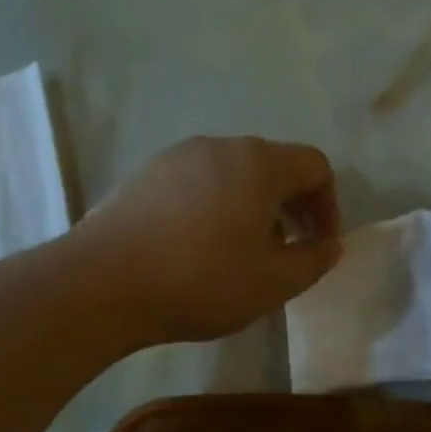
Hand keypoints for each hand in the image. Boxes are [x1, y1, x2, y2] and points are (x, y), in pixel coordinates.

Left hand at [79, 136, 341, 344]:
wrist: (101, 284)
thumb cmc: (201, 281)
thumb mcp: (273, 283)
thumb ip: (313, 261)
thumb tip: (330, 245)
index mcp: (258, 164)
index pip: (315, 166)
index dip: (328, 205)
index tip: (320, 245)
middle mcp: (219, 147)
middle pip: (274, 165)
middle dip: (292, 206)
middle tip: (290, 249)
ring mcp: (176, 157)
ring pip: (233, 173)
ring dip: (253, 207)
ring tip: (243, 252)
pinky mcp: (144, 175)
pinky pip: (197, 182)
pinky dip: (215, 206)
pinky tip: (199, 247)